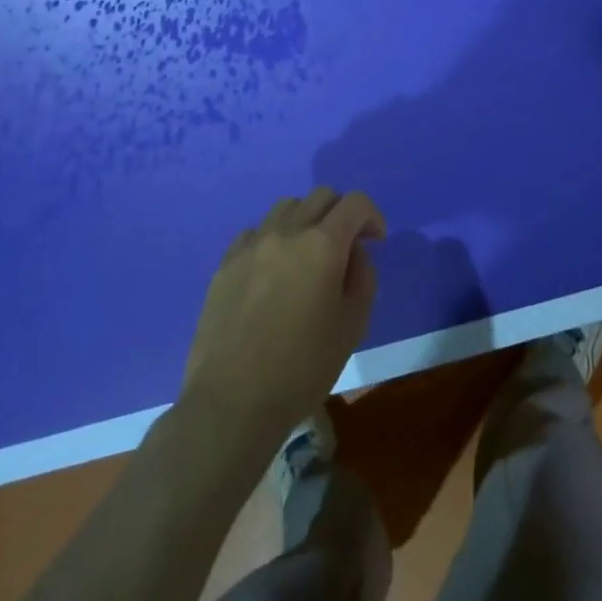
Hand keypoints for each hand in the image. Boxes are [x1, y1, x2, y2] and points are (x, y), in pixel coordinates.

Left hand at [181, 186, 385, 438]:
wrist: (232, 404)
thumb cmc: (302, 369)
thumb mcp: (353, 325)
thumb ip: (362, 277)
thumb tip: (353, 253)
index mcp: (323, 245)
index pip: (356, 203)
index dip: (372, 216)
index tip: (376, 241)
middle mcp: (287, 232)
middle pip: (322, 196)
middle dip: (341, 214)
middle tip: (345, 247)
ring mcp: (252, 245)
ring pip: (287, 207)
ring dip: (306, 220)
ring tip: (307, 255)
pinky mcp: (225, 263)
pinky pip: (256, 231)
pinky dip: (273, 238)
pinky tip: (273, 271)